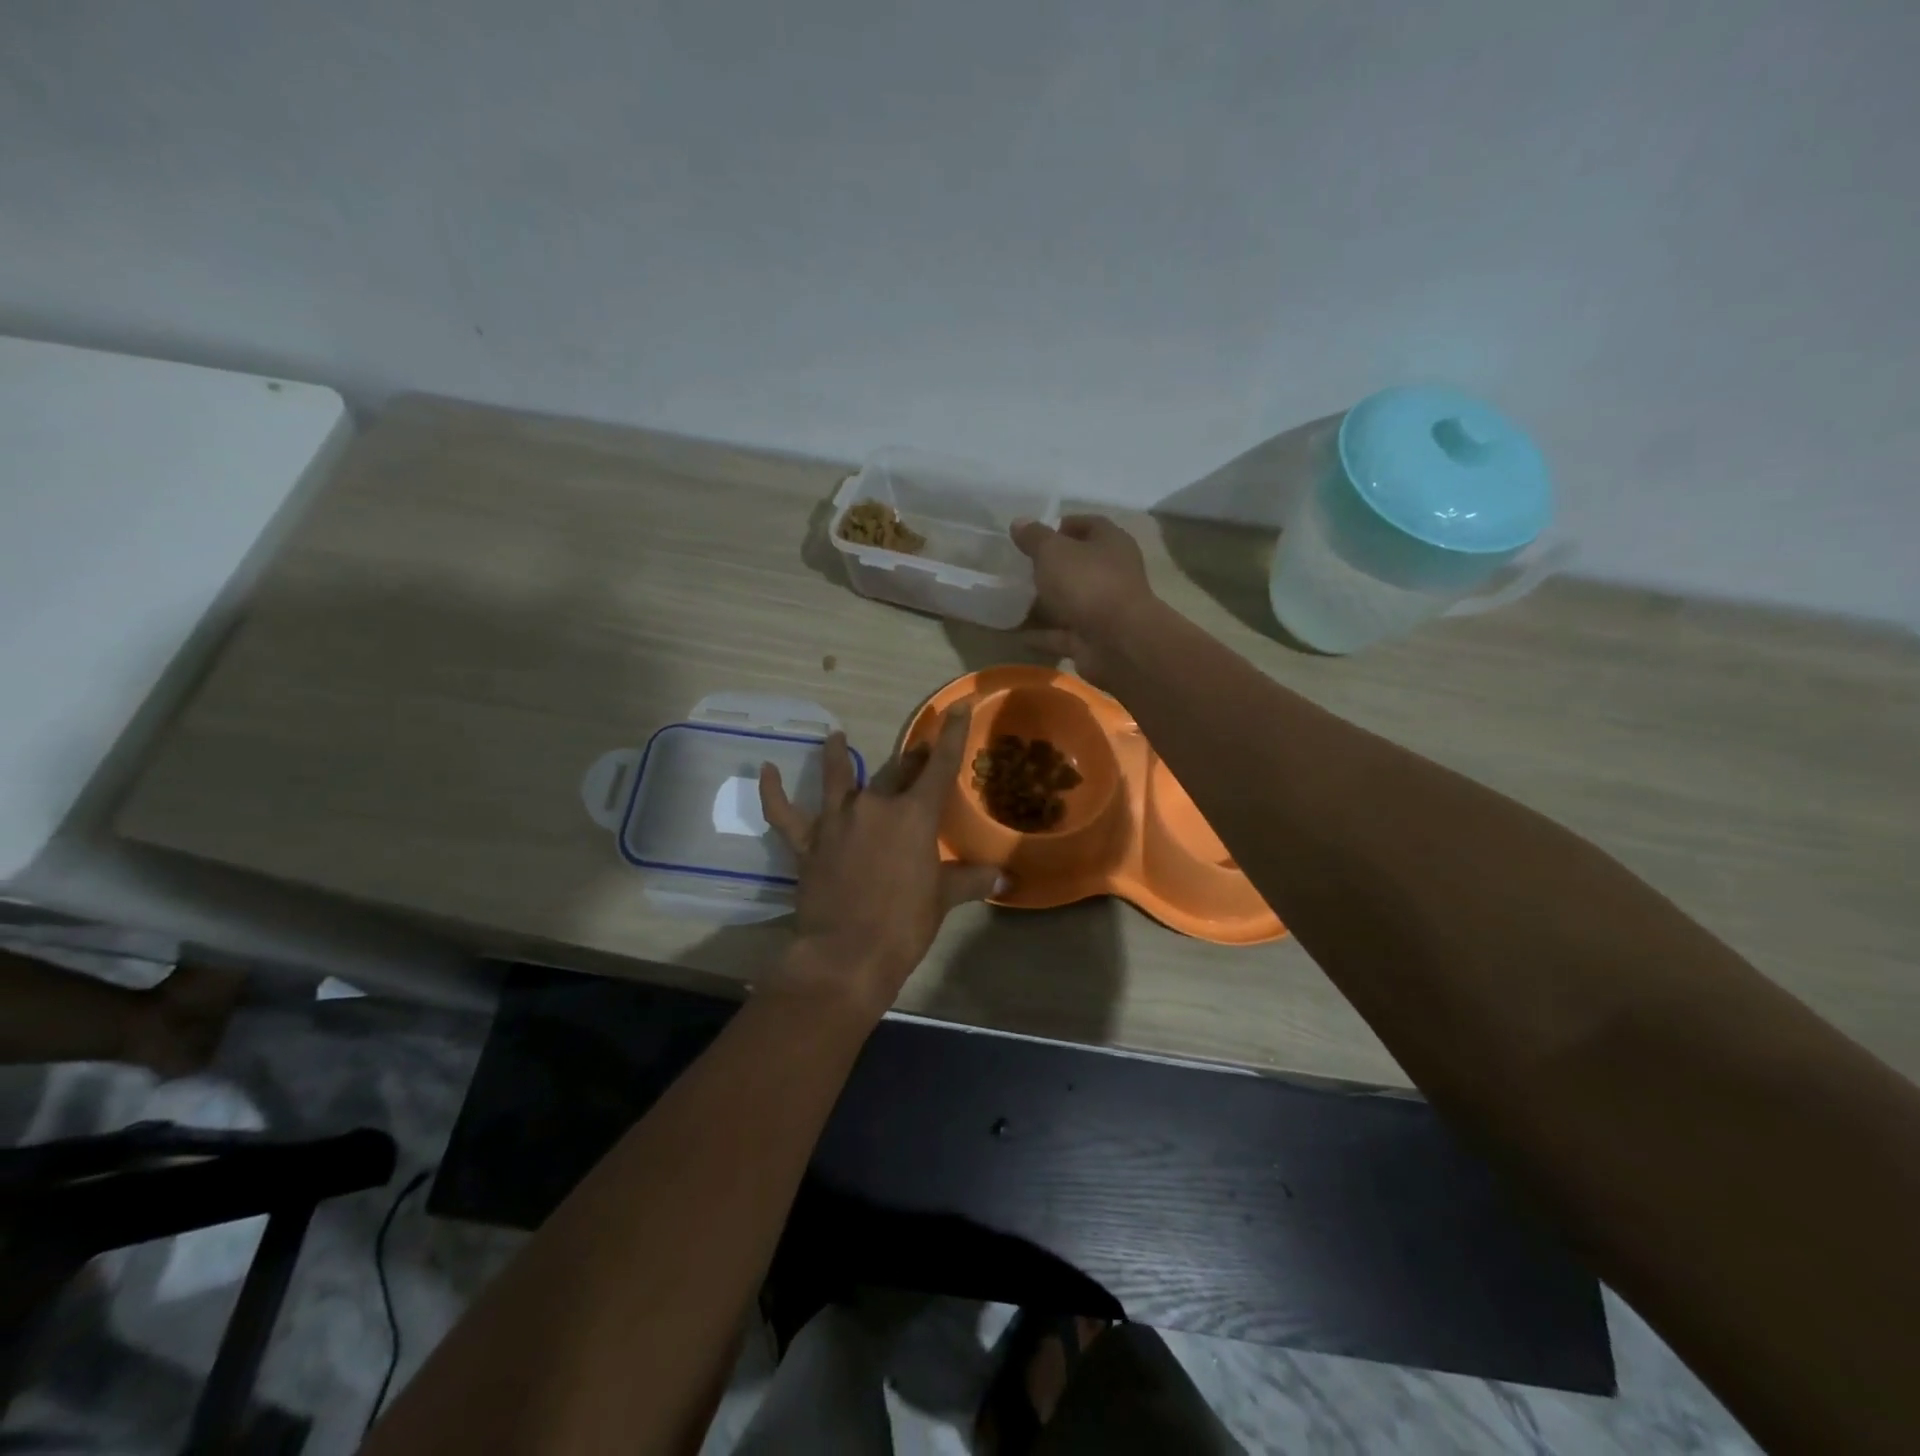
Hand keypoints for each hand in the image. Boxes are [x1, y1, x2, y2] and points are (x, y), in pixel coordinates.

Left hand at [759, 709, 1002, 1015]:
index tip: (956, 706)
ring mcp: (836, 821)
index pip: (940, 767)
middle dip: (910, 761)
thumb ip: (971, 880)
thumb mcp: (943, 899)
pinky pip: (784, 812)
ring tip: (835, 736)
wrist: (847, 955)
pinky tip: (766, 770)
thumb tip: (1004, 879)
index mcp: (913, 815)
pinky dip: (773, 791)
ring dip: (837, 756)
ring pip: (838, 778)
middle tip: (918, 753)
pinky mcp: (807, 842)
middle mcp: (875, 806)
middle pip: (896, 772)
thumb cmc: (904, 924)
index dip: (951, 735)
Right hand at [1010, 515, 1154, 686]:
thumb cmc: (1088, 583)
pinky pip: (1063, 635)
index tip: (1036, 534)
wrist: (1117, 643)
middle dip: (1052, 567)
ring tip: (1014, 601)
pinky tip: (1018, 636)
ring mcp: (1104, 610)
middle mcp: (1113, 574)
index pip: (1090, 525)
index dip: (1064, 526)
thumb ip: (1035, 538)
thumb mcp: (1054, 552)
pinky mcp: (1094, 641)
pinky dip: (1043, 636)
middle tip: (1021, 568)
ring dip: (1047, 604)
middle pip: (1080, 566)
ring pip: (1072, 602)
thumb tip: (1019, 522)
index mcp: (1111, 544)